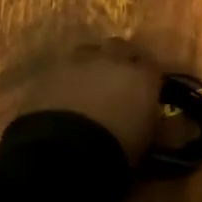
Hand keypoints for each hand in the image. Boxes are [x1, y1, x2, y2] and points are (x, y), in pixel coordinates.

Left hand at [19, 40, 164, 165]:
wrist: (63, 152)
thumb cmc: (115, 152)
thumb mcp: (145, 142)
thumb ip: (152, 123)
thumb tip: (152, 119)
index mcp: (142, 76)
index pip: (153, 67)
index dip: (149, 78)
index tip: (147, 91)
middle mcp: (112, 60)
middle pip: (120, 48)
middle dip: (120, 60)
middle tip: (118, 82)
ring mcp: (78, 62)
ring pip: (89, 52)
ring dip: (91, 65)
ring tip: (89, 85)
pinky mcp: (48, 71)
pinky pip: (62, 68)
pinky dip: (66, 78)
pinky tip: (63, 95)